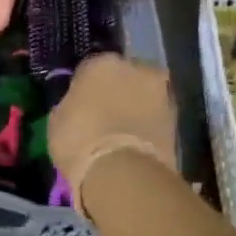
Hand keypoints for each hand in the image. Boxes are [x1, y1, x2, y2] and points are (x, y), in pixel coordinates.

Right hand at [48, 54, 178, 214]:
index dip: (85, 88)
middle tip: (105, 116)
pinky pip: (155, 117)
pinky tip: (136, 143)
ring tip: (123, 133)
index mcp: (101, 63)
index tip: (81, 105)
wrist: (124, 172)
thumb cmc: (79, 142)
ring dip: (136, 107)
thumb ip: (70, 106)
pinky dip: (148, 125)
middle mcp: (135, 68)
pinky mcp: (178, 118)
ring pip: (143, 95)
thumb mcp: (57, 123)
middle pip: (123, 77)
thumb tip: (77, 106)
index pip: (90, 69)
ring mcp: (161, 91)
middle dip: (116, 92)